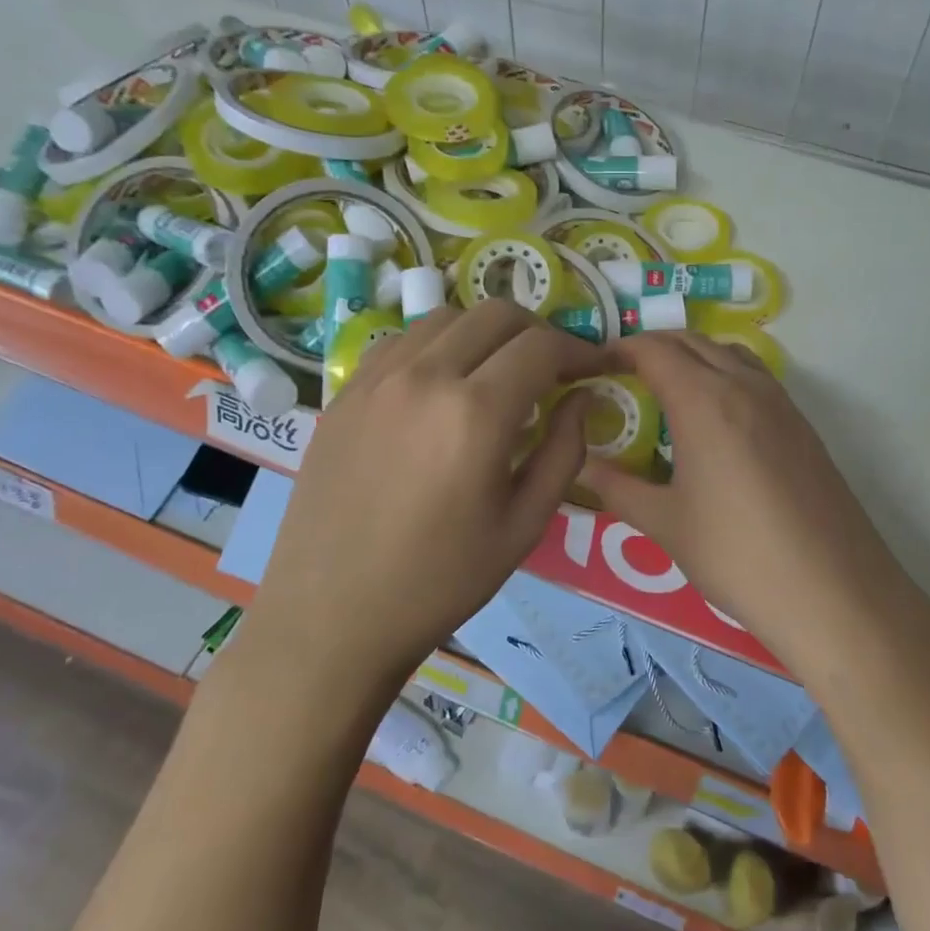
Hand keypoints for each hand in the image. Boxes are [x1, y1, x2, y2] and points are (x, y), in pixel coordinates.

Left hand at [254, 300, 605, 680]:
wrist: (331, 616)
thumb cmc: (439, 582)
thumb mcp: (524, 526)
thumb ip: (565, 451)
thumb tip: (582, 399)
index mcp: (475, 413)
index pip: (541, 347)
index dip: (580, 350)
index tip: (597, 368)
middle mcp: (424, 377)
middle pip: (496, 314)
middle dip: (538, 332)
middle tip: (554, 369)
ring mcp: (376, 379)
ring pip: (446, 318)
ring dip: (487, 333)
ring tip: (499, 373)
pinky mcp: (345, 393)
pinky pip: (402, 342)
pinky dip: (438, 346)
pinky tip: (443, 385)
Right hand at [579, 334, 915, 657]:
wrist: (832, 591)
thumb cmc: (736, 555)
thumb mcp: (665, 524)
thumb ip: (617, 487)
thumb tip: (582, 466)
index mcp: (704, 400)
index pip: (654, 350)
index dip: (619, 350)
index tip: (595, 366)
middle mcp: (744, 386)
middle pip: (692, 342)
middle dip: (653, 348)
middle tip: (623, 376)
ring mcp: (781, 403)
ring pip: (729, 354)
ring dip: (693, 357)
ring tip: (668, 391)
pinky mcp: (803, 425)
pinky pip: (756, 378)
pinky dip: (725, 376)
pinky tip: (717, 421)